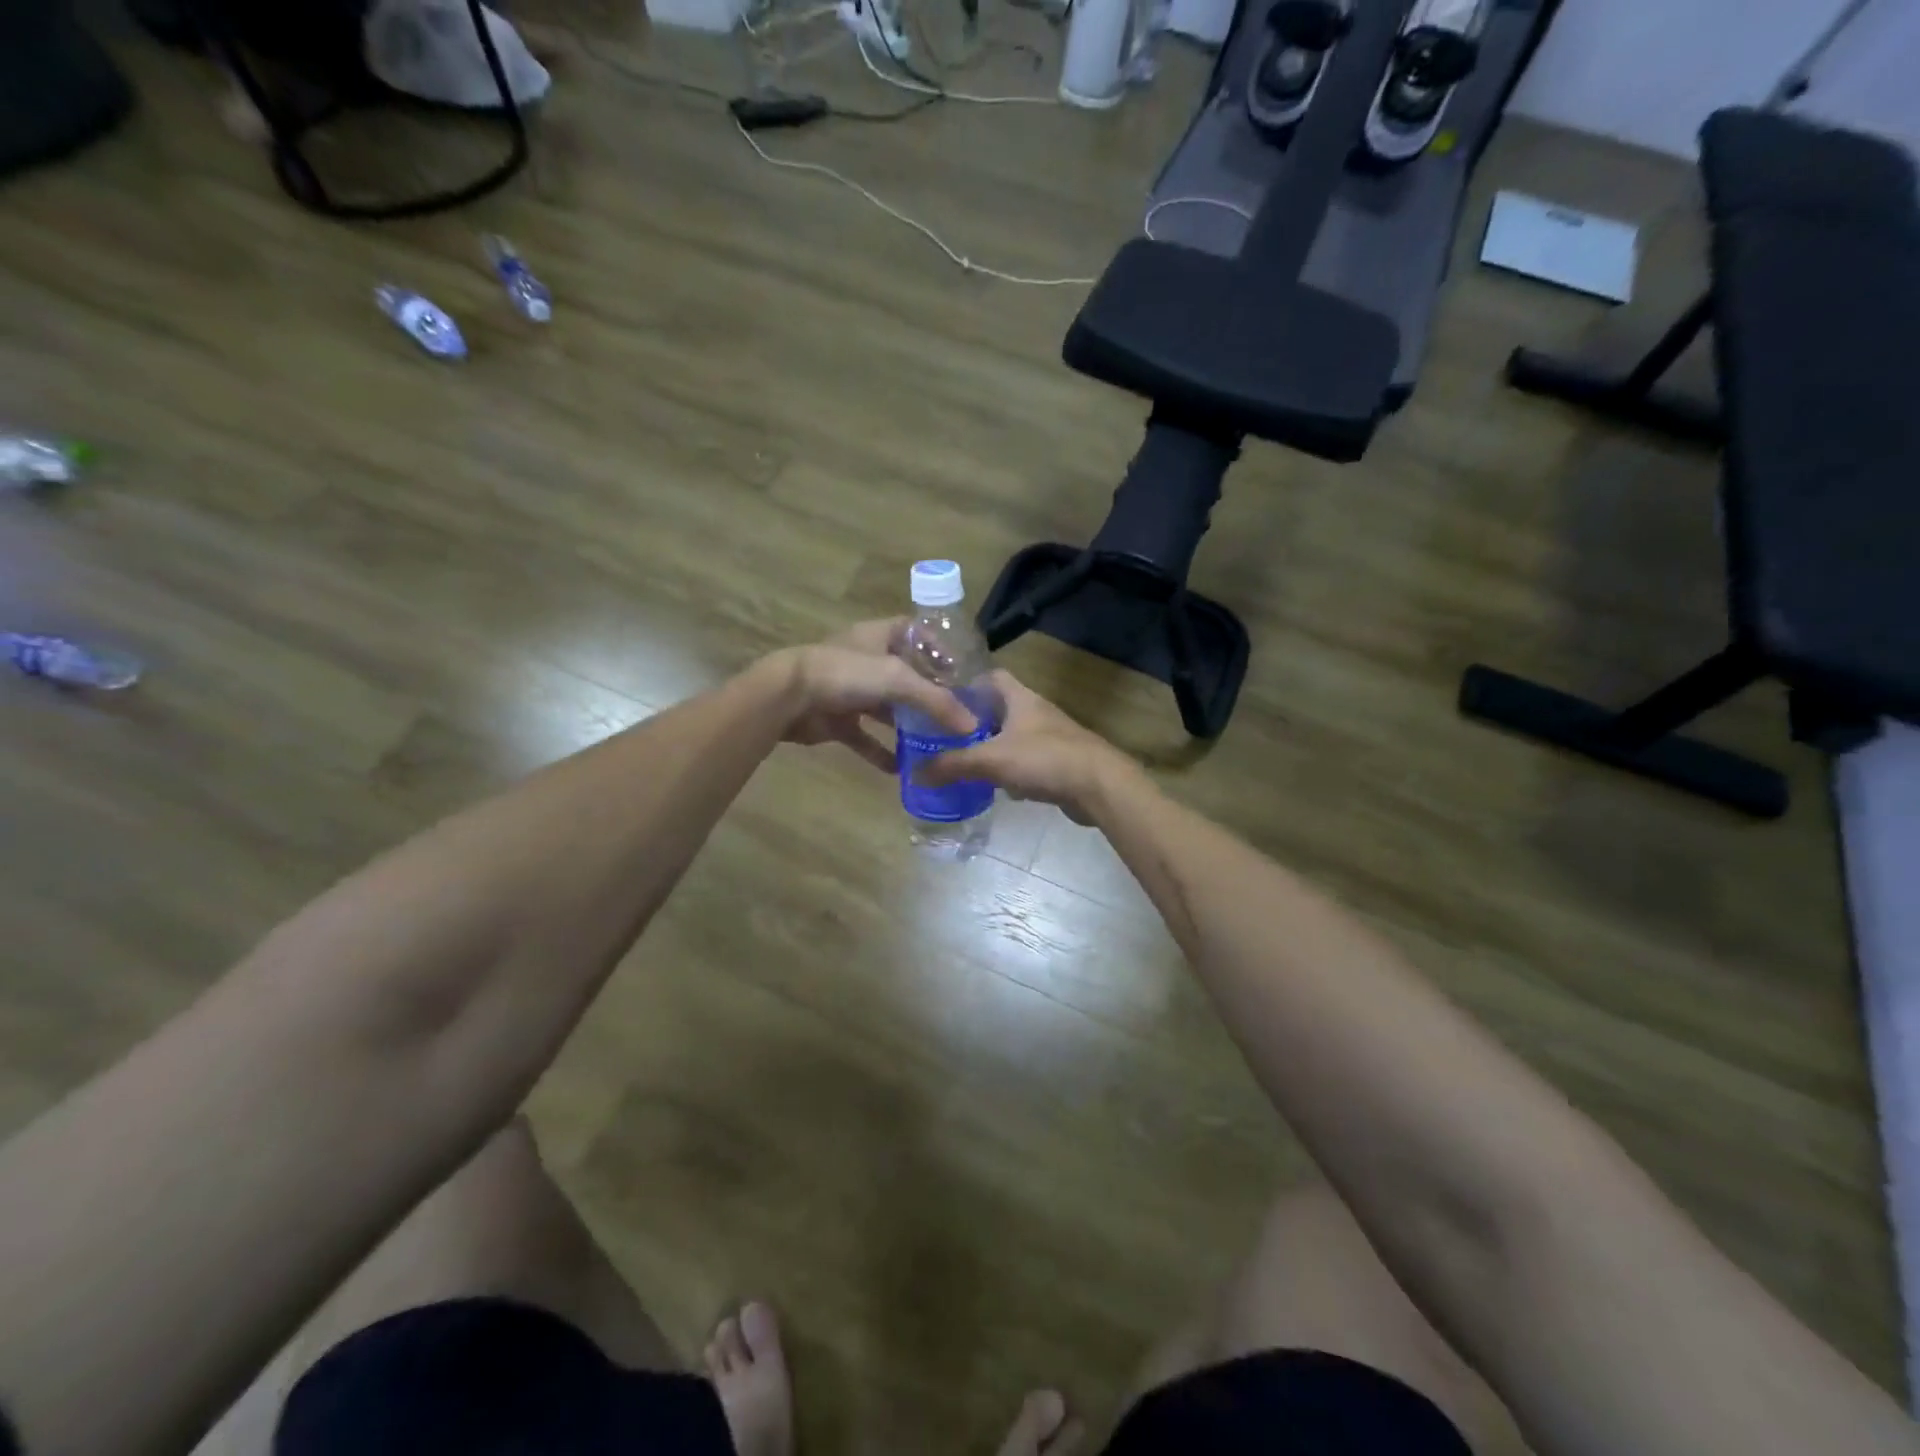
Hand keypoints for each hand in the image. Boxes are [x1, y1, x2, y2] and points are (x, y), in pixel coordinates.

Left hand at [767, 620, 977, 772]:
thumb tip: (971, 726)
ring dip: (908, 725)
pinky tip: (901, 769)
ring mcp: (850, 691)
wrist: (788, 698)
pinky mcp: (837, 720)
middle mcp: (866, 660)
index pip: (915, 632)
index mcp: (879, 636)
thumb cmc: (846, 673)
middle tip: (957, 716)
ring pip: (887, 708)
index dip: (937, 647)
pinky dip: (881, 752)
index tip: (961, 670)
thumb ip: (936, 702)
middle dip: (929, 695)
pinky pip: (865, 738)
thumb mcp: (898, 680)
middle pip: (905, 675)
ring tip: (937, 743)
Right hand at [917, 670, 1125, 823]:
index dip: (966, 683)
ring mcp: (1050, 737)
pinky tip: (993, 784)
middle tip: (944, 734)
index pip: (991, 676)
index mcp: (1020, 698)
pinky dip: (1009, 769)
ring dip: (990, 745)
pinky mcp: (1059, 762)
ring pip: (1012, 735)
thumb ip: (952, 765)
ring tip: (961, 758)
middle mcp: (1036, 711)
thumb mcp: (990, 760)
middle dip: (973, 720)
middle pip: (999, 707)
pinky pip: (1026, 760)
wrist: (1099, 786)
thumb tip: (915, 772)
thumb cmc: (1044, 759)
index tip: (942, 697)